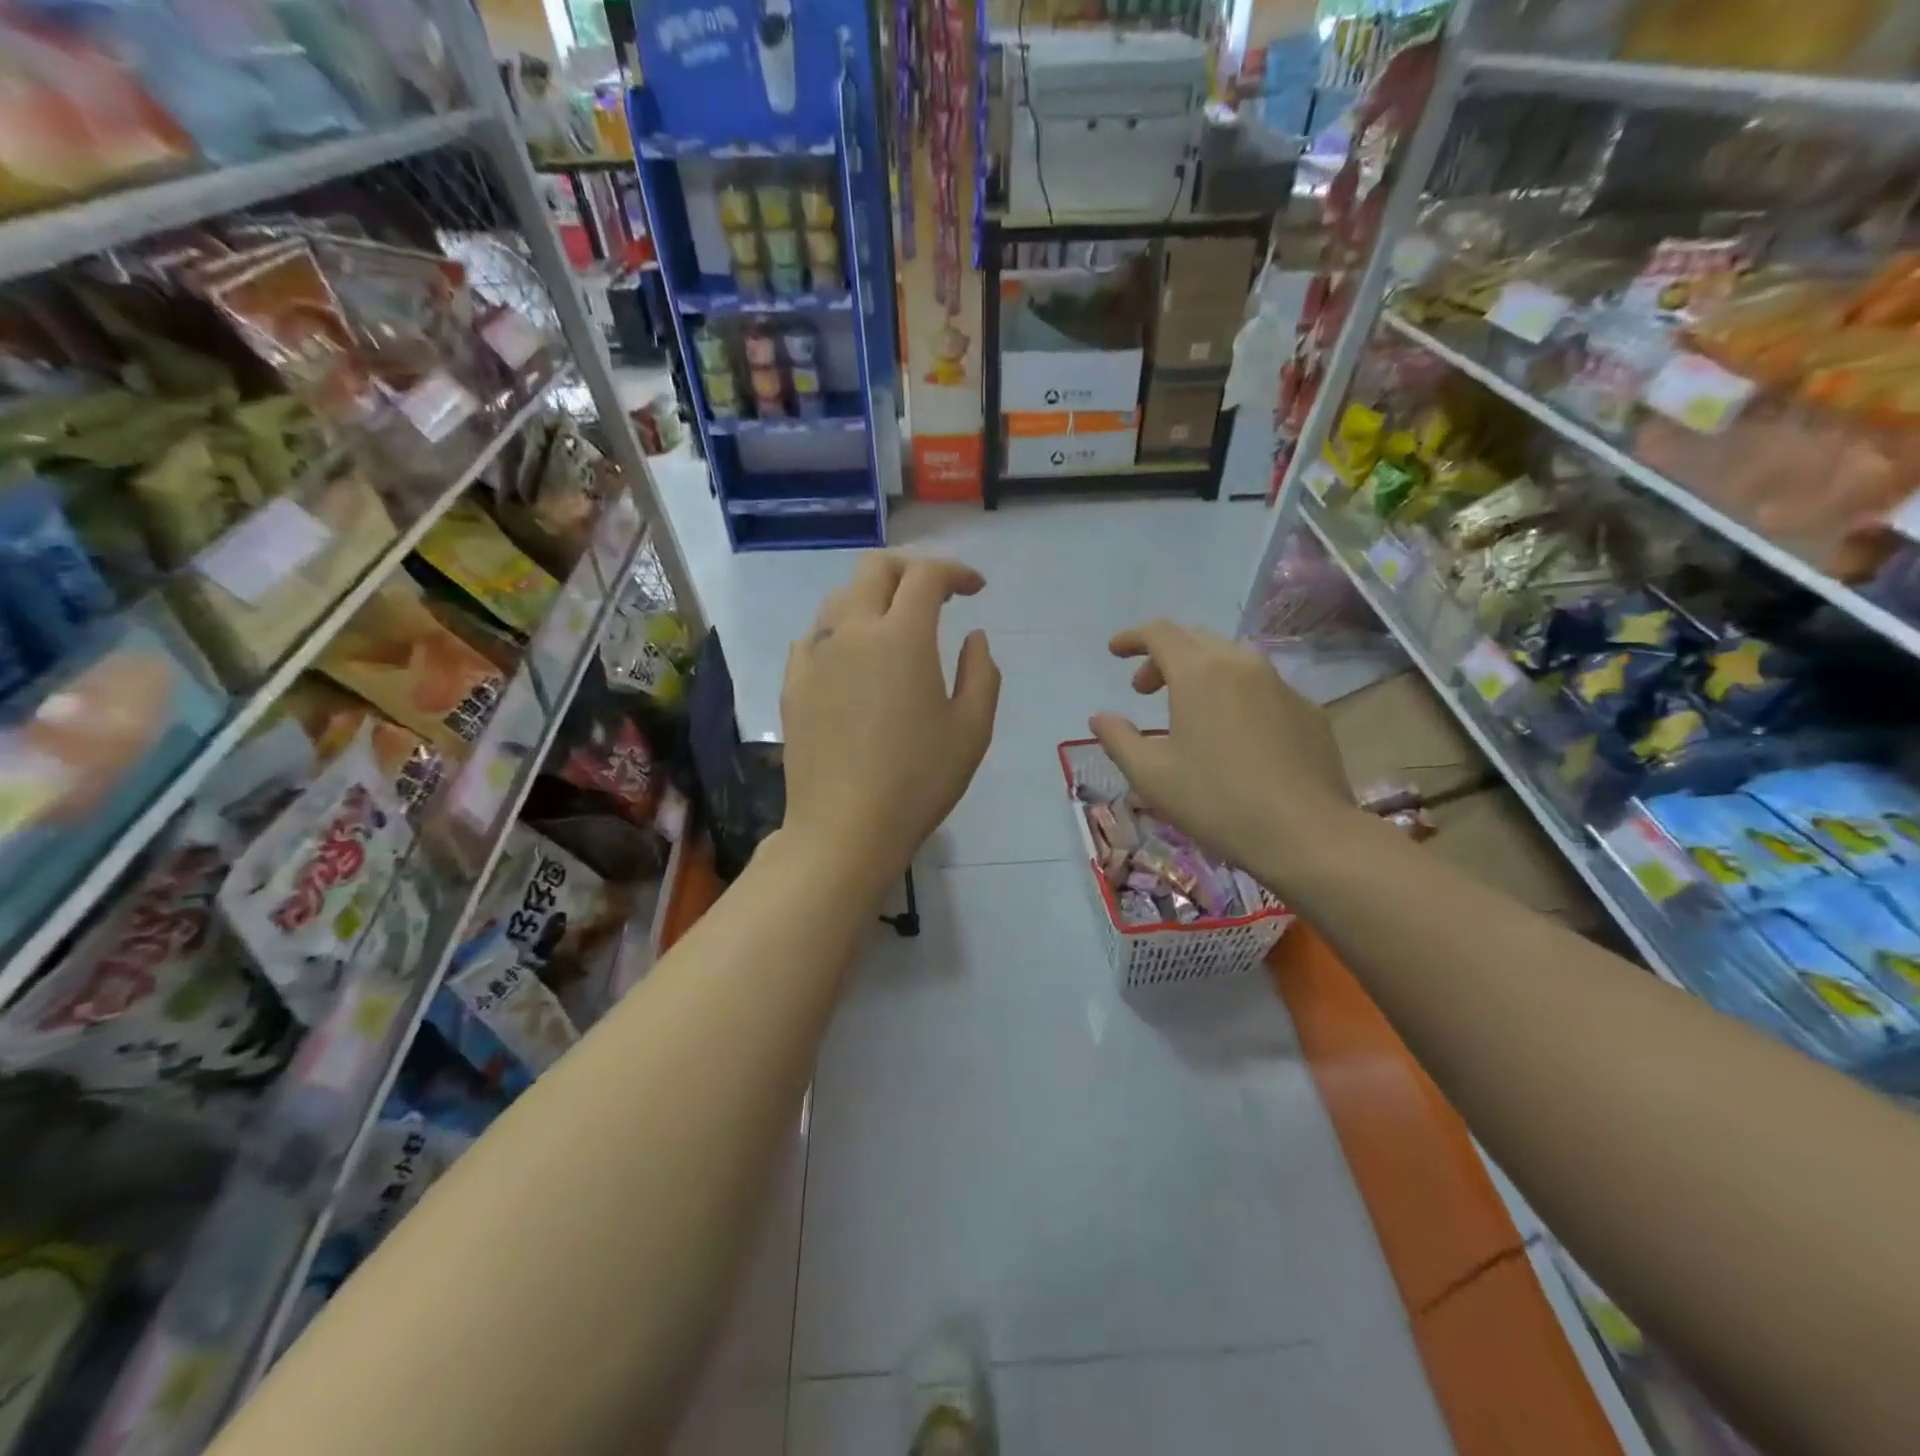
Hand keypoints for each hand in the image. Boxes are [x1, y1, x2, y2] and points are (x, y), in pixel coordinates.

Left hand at [780, 553, 1000, 891]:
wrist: (843, 829)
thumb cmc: (918, 781)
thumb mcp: (972, 730)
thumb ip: (981, 672)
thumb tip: (974, 637)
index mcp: (901, 637)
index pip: (926, 575)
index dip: (956, 572)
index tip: (975, 591)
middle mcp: (852, 631)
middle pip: (875, 568)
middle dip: (910, 569)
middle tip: (935, 595)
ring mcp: (814, 655)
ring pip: (840, 597)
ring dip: (874, 597)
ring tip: (896, 627)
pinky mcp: (792, 682)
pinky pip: (815, 635)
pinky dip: (842, 630)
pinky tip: (854, 660)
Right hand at [1088, 621, 1356, 880]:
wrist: (1305, 833)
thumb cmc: (1215, 800)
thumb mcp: (1150, 775)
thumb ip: (1118, 739)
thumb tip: (1100, 717)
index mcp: (1199, 673)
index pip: (1159, 633)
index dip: (1132, 638)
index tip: (1114, 652)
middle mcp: (1242, 665)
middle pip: (1196, 640)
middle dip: (1164, 657)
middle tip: (1144, 690)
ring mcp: (1281, 686)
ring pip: (1232, 661)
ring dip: (1201, 673)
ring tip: (1188, 711)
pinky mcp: (1308, 711)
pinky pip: (1263, 688)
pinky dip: (1236, 696)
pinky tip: (1234, 736)